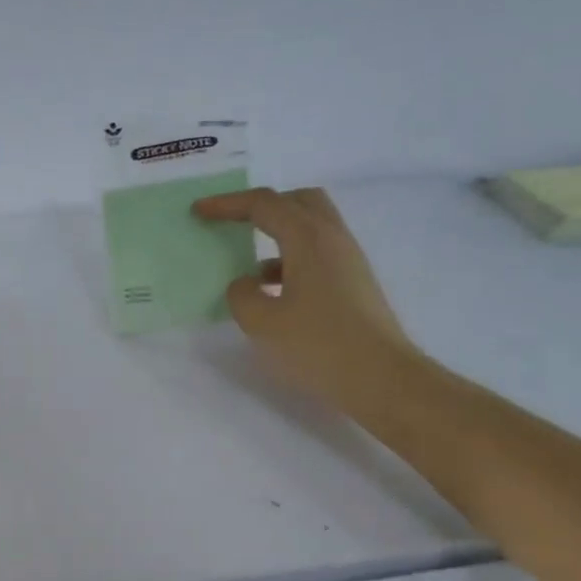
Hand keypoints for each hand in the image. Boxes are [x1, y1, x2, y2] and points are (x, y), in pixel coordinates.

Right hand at [192, 187, 417, 407]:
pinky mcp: (354, 284)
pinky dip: (290, 261)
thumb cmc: (318, 345)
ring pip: (311, 229)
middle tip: (233, 223)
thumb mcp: (262, 322)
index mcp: (309, 238)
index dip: (227, 204)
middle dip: (262, 207)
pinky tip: (272, 292)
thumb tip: (245, 283)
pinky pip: (317, 255)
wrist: (380, 378)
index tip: (199, 211)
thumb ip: (242, 295)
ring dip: (277, 236)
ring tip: (247, 264)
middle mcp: (333, 239)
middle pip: (298, 202)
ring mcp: (348, 261)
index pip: (264, 205)